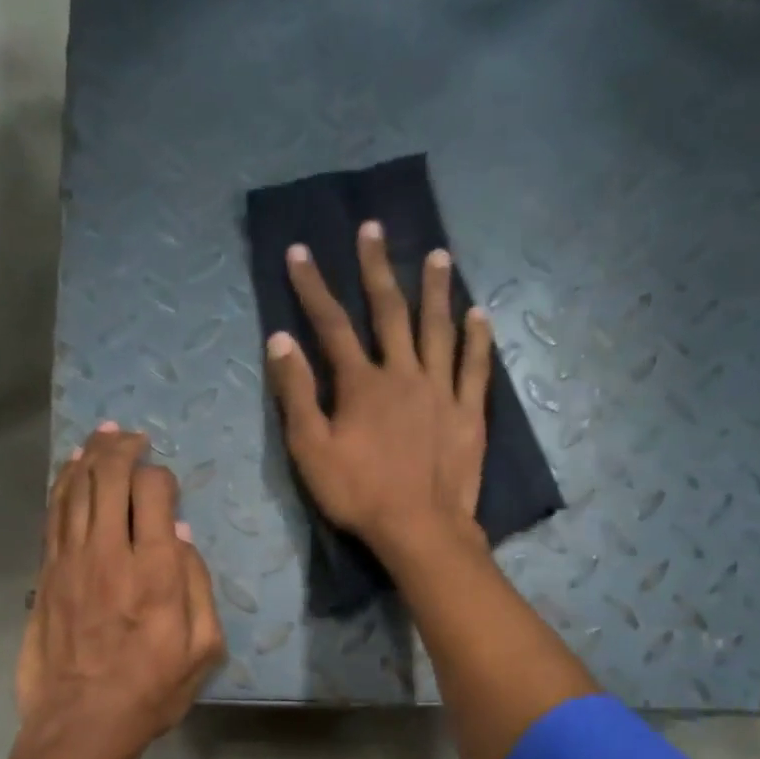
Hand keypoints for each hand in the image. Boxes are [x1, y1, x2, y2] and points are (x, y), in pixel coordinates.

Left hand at [16, 424, 225, 758]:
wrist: (82, 723)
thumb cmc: (151, 690)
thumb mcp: (203, 649)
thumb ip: (198, 585)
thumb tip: (181, 535)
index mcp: (156, 570)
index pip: (154, 492)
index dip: (161, 476)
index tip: (166, 485)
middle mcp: (110, 552)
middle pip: (109, 477)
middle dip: (122, 448)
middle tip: (131, 437)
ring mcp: (70, 560)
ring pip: (75, 488)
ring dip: (89, 456)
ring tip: (102, 437)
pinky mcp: (45, 574)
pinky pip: (53, 514)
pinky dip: (62, 484)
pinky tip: (70, 469)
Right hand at [265, 220, 493, 560]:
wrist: (420, 529)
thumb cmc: (358, 494)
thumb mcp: (311, 450)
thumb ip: (296, 393)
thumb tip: (280, 340)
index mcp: (362, 383)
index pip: (331, 324)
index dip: (313, 287)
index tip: (300, 252)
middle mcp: (403, 373)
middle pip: (389, 312)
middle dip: (376, 268)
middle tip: (374, 229)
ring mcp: (441, 390)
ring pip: (438, 329)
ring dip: (436, 290)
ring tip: (438, 254)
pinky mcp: (469, 413)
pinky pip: (476, 367)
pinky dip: (478, 339)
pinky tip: (479, 314)